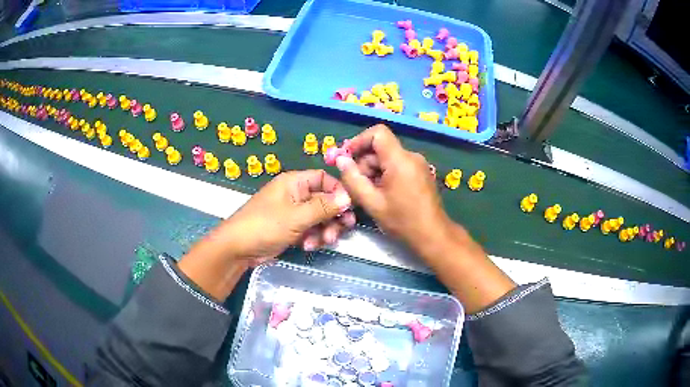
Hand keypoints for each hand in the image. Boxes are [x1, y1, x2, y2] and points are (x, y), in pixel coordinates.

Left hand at [212, 169, 354, 262]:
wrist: (238, 249)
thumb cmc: (265, 225)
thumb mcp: (297, 216)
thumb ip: (324, 207)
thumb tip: (349, 197)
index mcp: (295, 183)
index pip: (324, 179)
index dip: (338, 191)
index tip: (350, 207)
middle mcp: (296, 195)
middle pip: (325, 200)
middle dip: (333, 217)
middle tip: (342, 230)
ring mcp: (293, 212)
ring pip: (320, 218)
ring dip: (324, 230)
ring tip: (320, 242)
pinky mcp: (292, 228)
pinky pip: (311, 229)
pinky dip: (313, 237)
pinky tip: (307, 246)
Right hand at [336, 125, 514, 312]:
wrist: (433, 235)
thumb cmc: (403, 221)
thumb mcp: (372, 203)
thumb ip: (353, 179)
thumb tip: (341, 160)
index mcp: (400, 160)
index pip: (378, 132)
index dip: (359, 141)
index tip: (346, 157)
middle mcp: (411, 156)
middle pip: (380, 148)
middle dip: (364, 163)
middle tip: (355, 186)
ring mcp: (418, 164)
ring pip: (387, 158)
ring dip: (373, 172)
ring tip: (368, 194)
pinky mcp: (420, 172)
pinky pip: (397, 165)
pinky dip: (385, 175)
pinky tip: (381, 194)